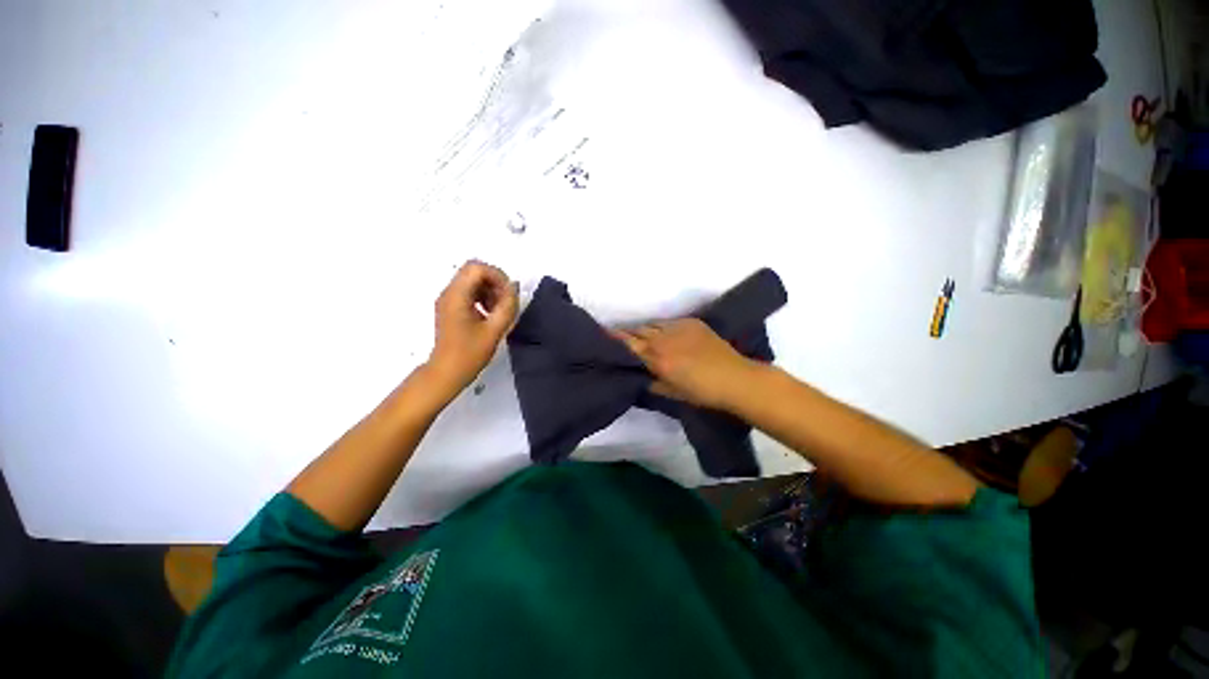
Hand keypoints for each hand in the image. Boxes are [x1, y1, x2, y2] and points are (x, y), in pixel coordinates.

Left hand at [426, 260, 518, 393]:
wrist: (447, 373)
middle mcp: (449, 292)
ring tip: (499, 310)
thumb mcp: (494, 330)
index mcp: (456, 296)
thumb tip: (513, 288)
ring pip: (473, 281)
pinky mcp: (451, 308)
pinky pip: (469, 292)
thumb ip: (507, 306)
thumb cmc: (469, 354)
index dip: (497, 276)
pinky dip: (483, 297)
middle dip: (495, 282)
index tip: (508, 294)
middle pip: (474, 271)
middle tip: (505, 302)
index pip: (477, 268)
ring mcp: (449, 300)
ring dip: (490, 290)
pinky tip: (490, 315)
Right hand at [612, 318, 756, 410]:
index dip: (615, 339)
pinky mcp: (691, 322)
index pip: (629, 344)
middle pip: (638, 331)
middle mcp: (663, 339)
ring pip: (652, 324)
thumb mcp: (671, 392)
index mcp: (656, 359)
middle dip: (627, 333)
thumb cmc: (701, 392)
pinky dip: (662, 327)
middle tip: (619, 336)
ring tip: (641, 335)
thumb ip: (650, 381)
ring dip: (644, 330)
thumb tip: (637, 375)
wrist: (734, 378)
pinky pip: (669, 322)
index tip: (603, 335)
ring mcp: (677, 327)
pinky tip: (664, 334)